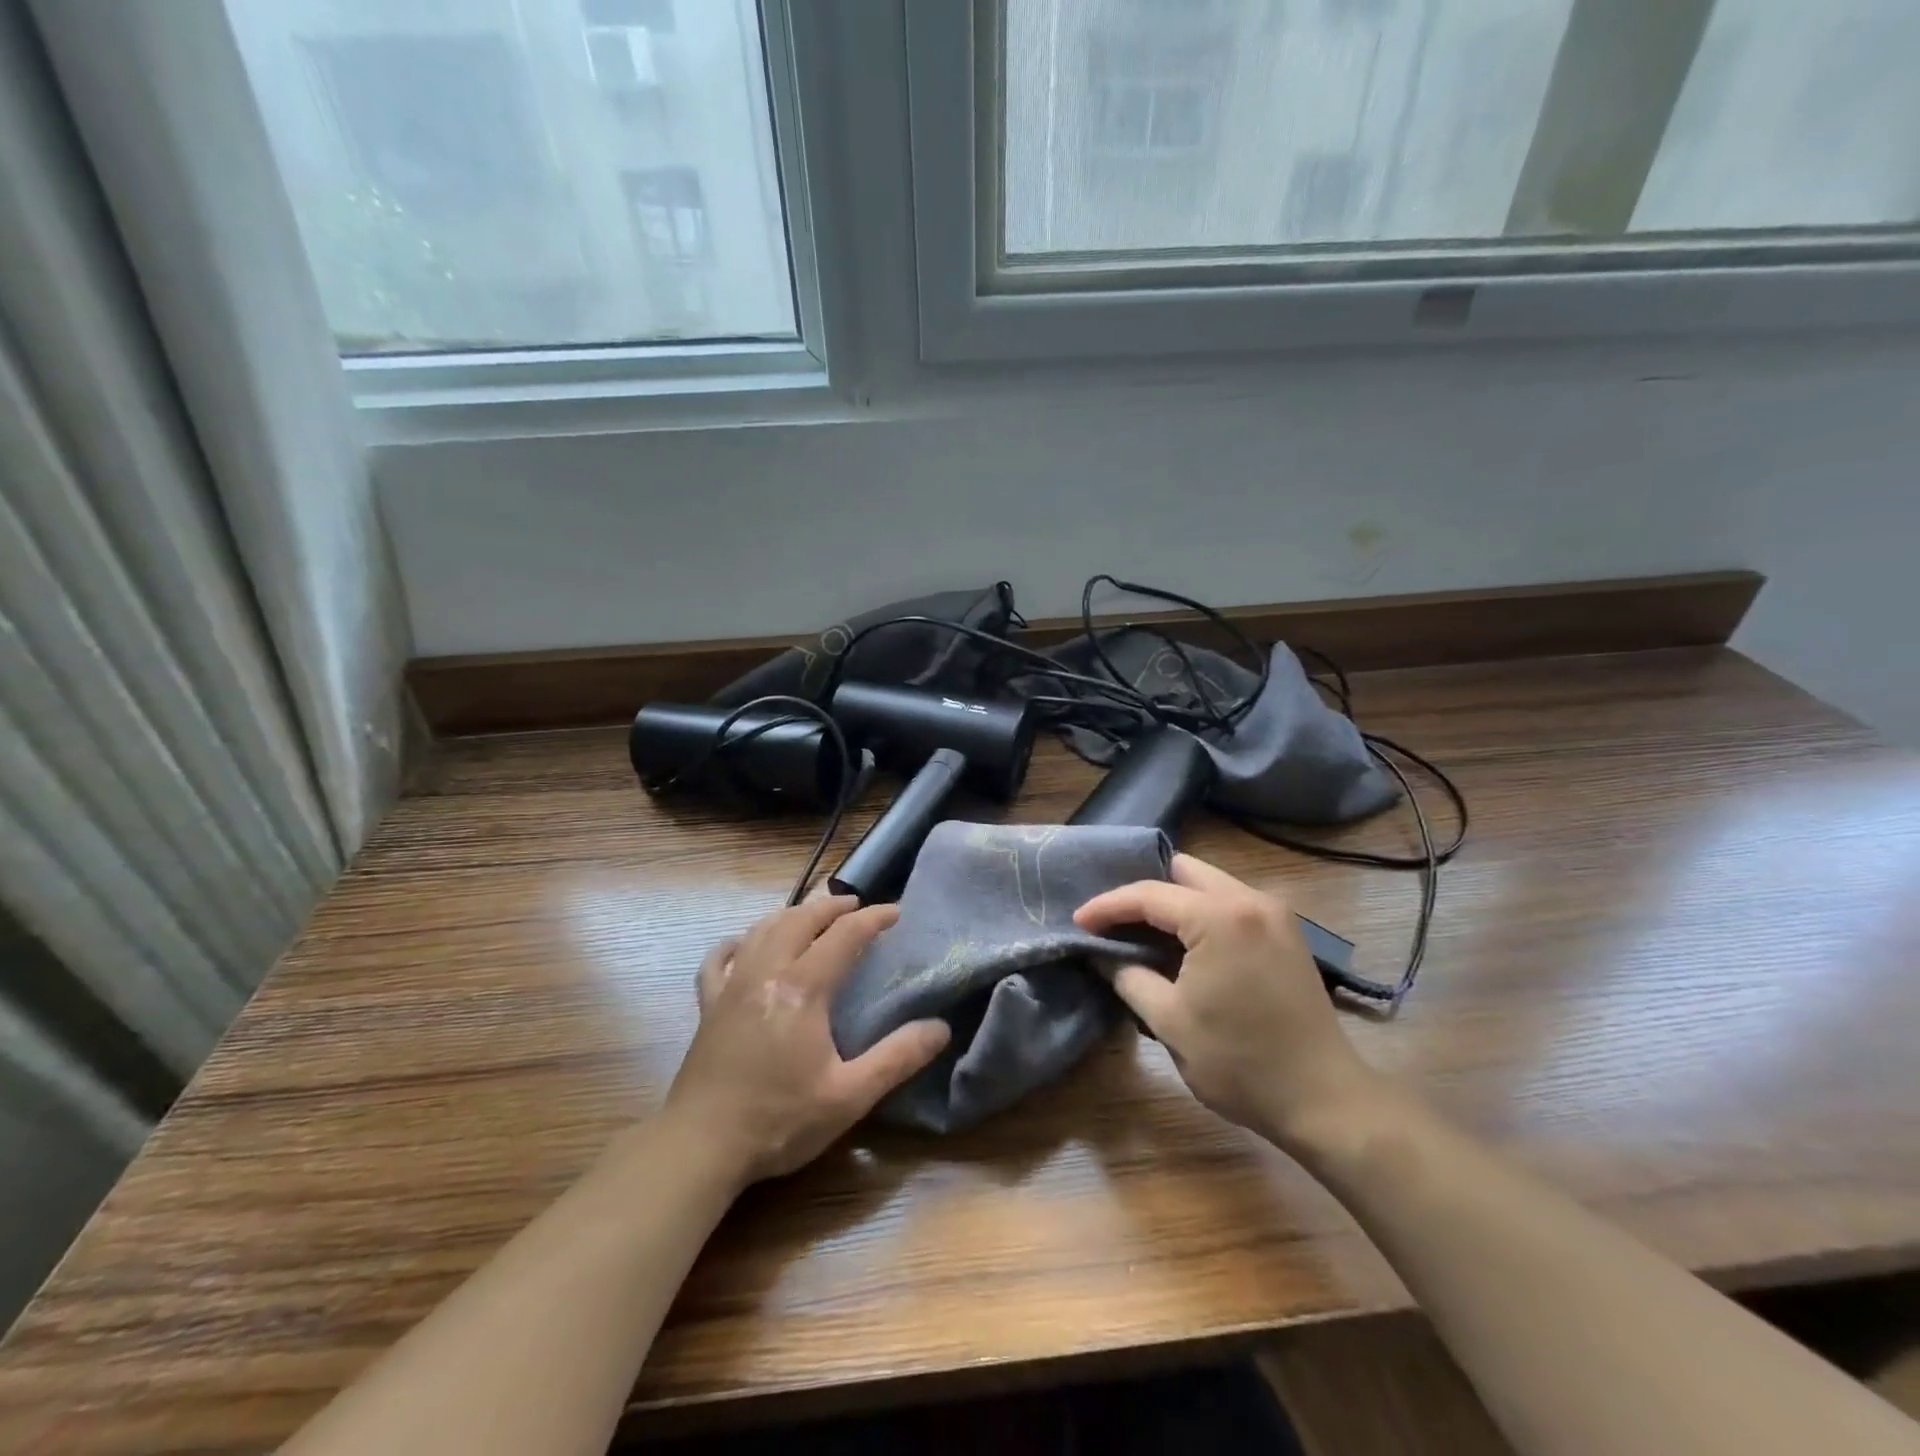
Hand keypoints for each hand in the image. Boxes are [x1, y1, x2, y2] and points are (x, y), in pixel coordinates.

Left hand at [666, 896, 950, 1184]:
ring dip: (791, 914)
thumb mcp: (849, 1096)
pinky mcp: (708, 1007)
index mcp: (803, 988)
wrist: (701, 1146)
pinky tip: (742, 943)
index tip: (897, 912)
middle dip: (831, 907)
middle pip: (800, 919)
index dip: (873, 919)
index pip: (844, 936)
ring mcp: (731, 986)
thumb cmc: (779, 1120)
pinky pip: (718, 960)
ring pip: (761, 930)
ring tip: (812, 916)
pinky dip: (736, 943)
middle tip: (857, 906)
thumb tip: (940, 1028)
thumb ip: (897, 1058)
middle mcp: (766, 972)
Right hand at [1075, 854, 1378, 1146]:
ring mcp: (1274, 913)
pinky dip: (1201, 912)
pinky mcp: (1287, 931)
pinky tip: (1184, 942)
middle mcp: (1250, 900)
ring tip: (1142, 931)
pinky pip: (1232, 901)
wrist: (1324, 1100)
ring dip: (1174, 901)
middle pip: (1183, 871)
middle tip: (1114, 921)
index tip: (1078, 921)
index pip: (1149, 894)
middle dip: (1143, 892)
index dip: (1108, 906)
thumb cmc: (1240, 1063)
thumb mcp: (1169, 1022)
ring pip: (1209, 883)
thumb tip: (1102, 956)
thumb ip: (1128, 977)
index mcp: (1219, 917)